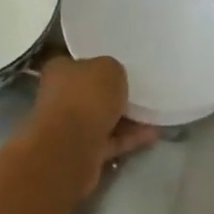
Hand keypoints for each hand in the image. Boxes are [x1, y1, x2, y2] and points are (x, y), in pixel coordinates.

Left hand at [29, 55, 158, 196]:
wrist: (71, 148)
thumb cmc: (86, 98)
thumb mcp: (109, 68)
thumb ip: (113, 70)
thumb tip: (113, 78)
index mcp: (59, 70)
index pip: (80, 63)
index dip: (101, 64)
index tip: (122, 67)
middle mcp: (60, 96)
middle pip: (91, 92)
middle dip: (114, 94)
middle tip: (141, 91)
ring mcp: (69, 126)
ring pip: (101, 118)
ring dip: (125, 118)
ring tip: (153, 114)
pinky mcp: (81, 151)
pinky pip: (109, 141)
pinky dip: (128, 138)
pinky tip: (152, 134)